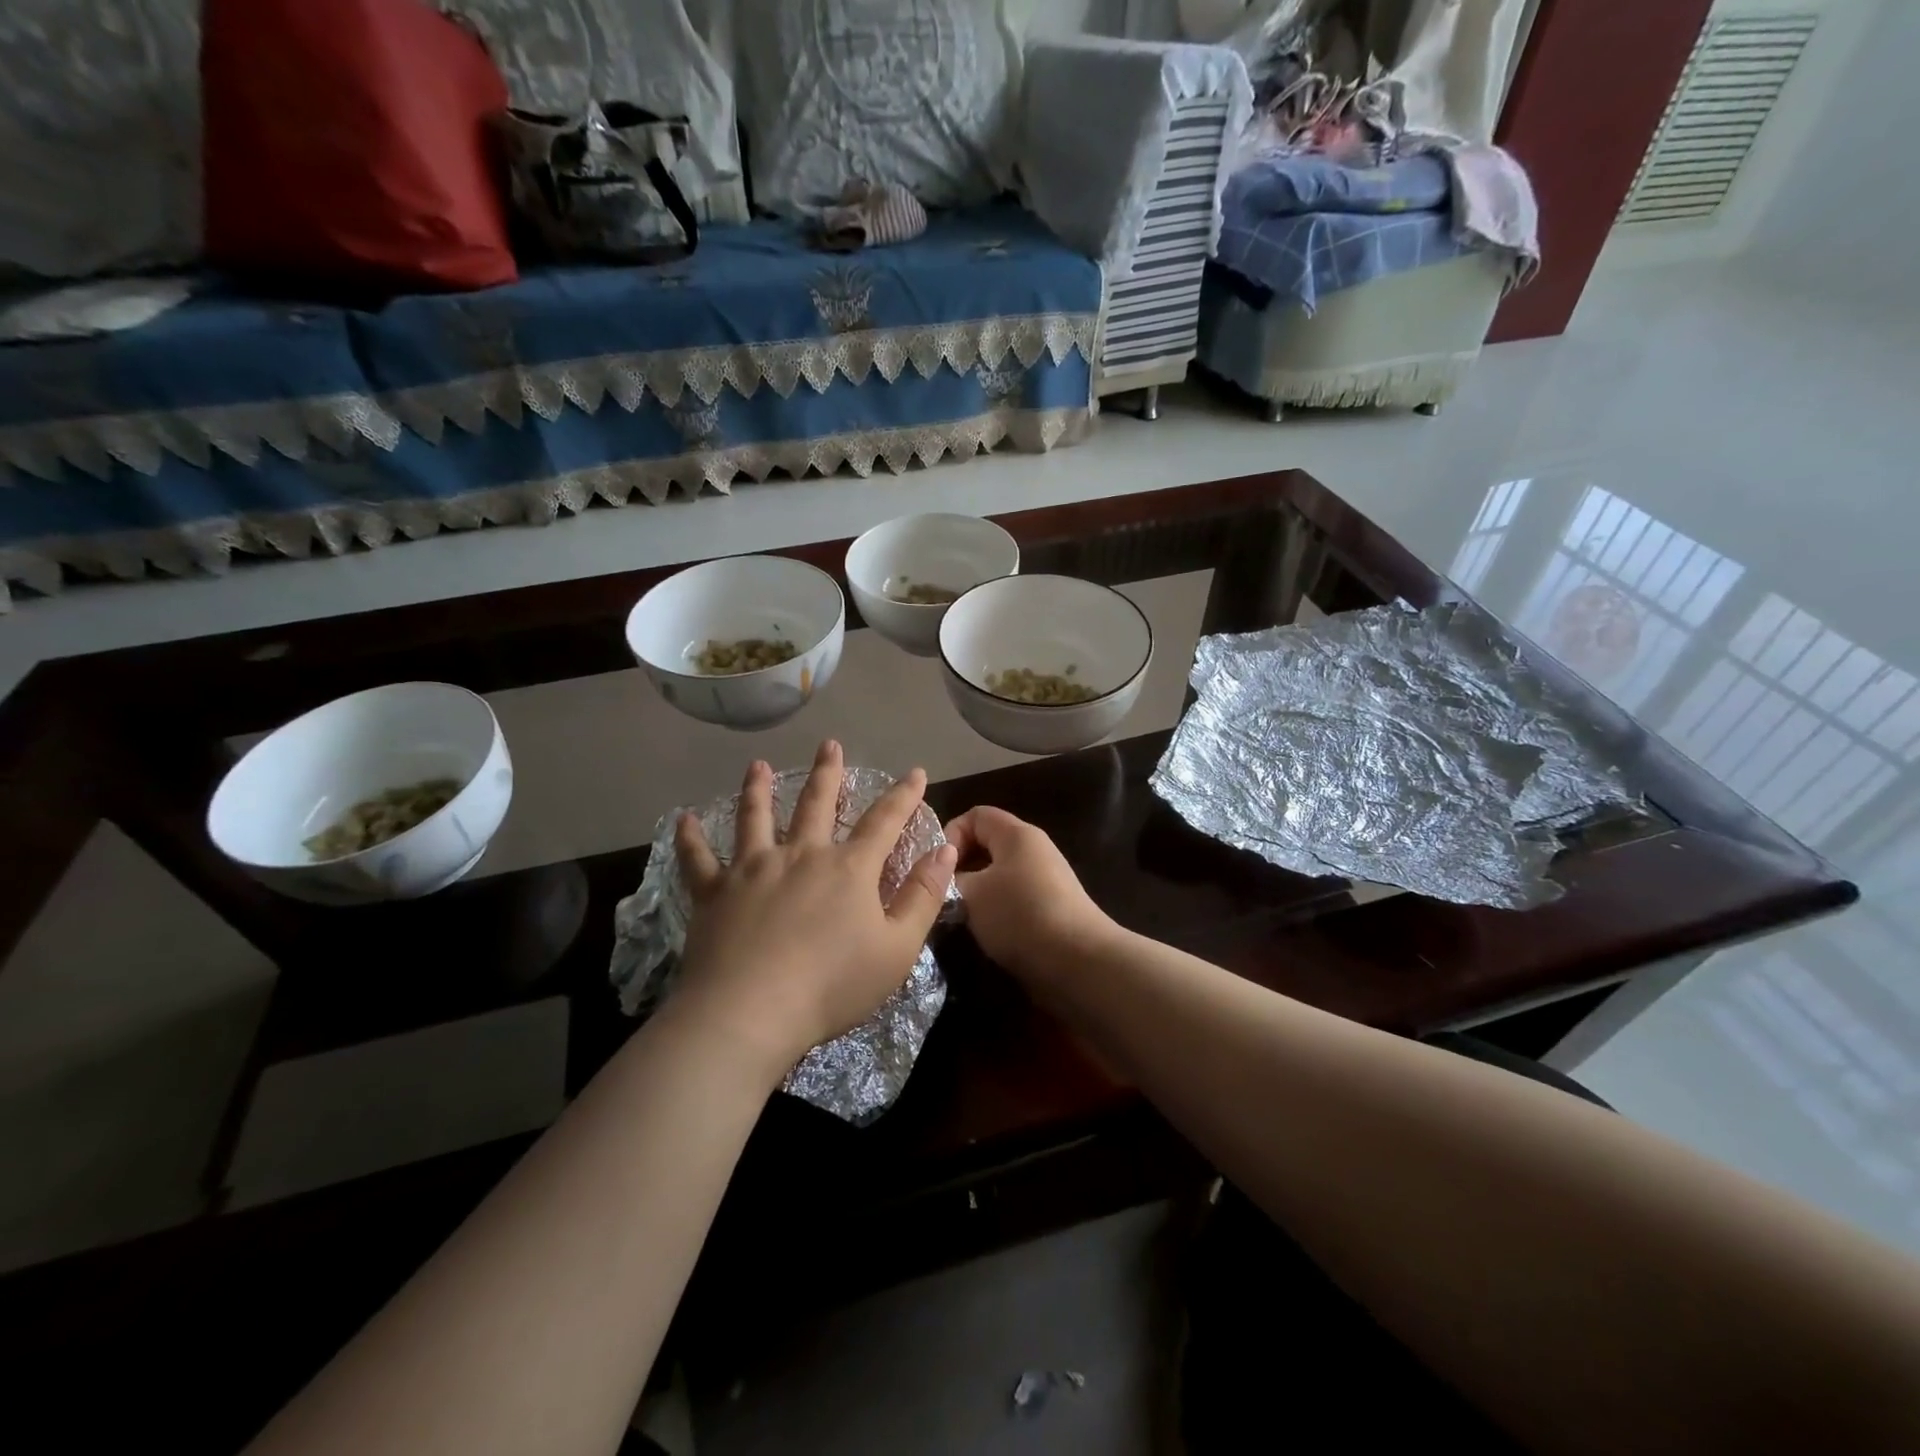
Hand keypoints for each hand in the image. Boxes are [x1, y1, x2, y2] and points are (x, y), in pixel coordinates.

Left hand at [673, 741, 956, 1076]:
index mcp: (849, 868)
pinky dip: (690, 838)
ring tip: (757, 765)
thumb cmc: (832, 985)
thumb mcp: (898, 948)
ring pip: (756, 817)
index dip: (904, 795)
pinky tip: (683, 820)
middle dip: (827, 772)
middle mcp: (801, 855)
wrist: (750, 1013)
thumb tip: (946, 850)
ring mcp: (753, 869)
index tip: (916, 772)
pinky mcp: (714, 892)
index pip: (885, 821)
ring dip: (757, 788)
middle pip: (816, 803)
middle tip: (829, 745)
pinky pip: (698, 859)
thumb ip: (923, 896)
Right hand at [942, 806, 1115, 988]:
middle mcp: (1034, 850)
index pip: (976, 814)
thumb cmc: (1019, 915)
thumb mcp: (971, 894)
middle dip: (960, 866)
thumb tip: (945, 880)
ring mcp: (1046, 880)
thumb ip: (950, 880)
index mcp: (1017, 834)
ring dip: (976, 892)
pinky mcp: (1051, 908)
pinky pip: (1013, 898)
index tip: (935, 868)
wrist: (1078, 962)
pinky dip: (995, 910)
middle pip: (987, 844)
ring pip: (998, 875)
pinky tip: (984, 932)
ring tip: (958, 916)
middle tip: (940, 894)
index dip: (950, 835)